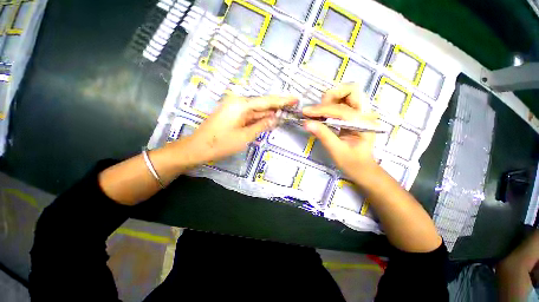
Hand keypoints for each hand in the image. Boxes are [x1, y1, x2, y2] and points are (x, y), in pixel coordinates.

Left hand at [180, 94, 296, 164]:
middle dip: (277, 107)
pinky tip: (270, 119)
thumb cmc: (221, 143)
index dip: (282, 101)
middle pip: (262, 104)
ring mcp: (235, 108)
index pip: (267, 101)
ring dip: (269, 113)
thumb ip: (262, 126)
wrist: (198, 147)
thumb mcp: (245, 136)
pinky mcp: (233, 114)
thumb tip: (275, 119)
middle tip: (293, 108)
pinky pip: (250, 115)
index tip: (295, 99)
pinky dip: (260, 118)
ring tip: (285, 114)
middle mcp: (238, 102)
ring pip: (257, 110)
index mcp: (241, 104)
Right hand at [302, 84, 377, 178]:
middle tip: (318, 109)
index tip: (305, 112)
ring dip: (332, 98)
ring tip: (319, 111)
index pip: (340, 110)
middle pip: (351, 90)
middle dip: (332, 96)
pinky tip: (323, 113)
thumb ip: (323, 134)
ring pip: (348, 93)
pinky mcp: (355, 116)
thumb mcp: (336, 150)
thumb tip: (306, 123)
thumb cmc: (352, 163)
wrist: (362, 168)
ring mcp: (361, 114)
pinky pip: (344, 102)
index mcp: (363, 123)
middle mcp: (365, 114)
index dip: (321, 110)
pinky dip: (332, 103)